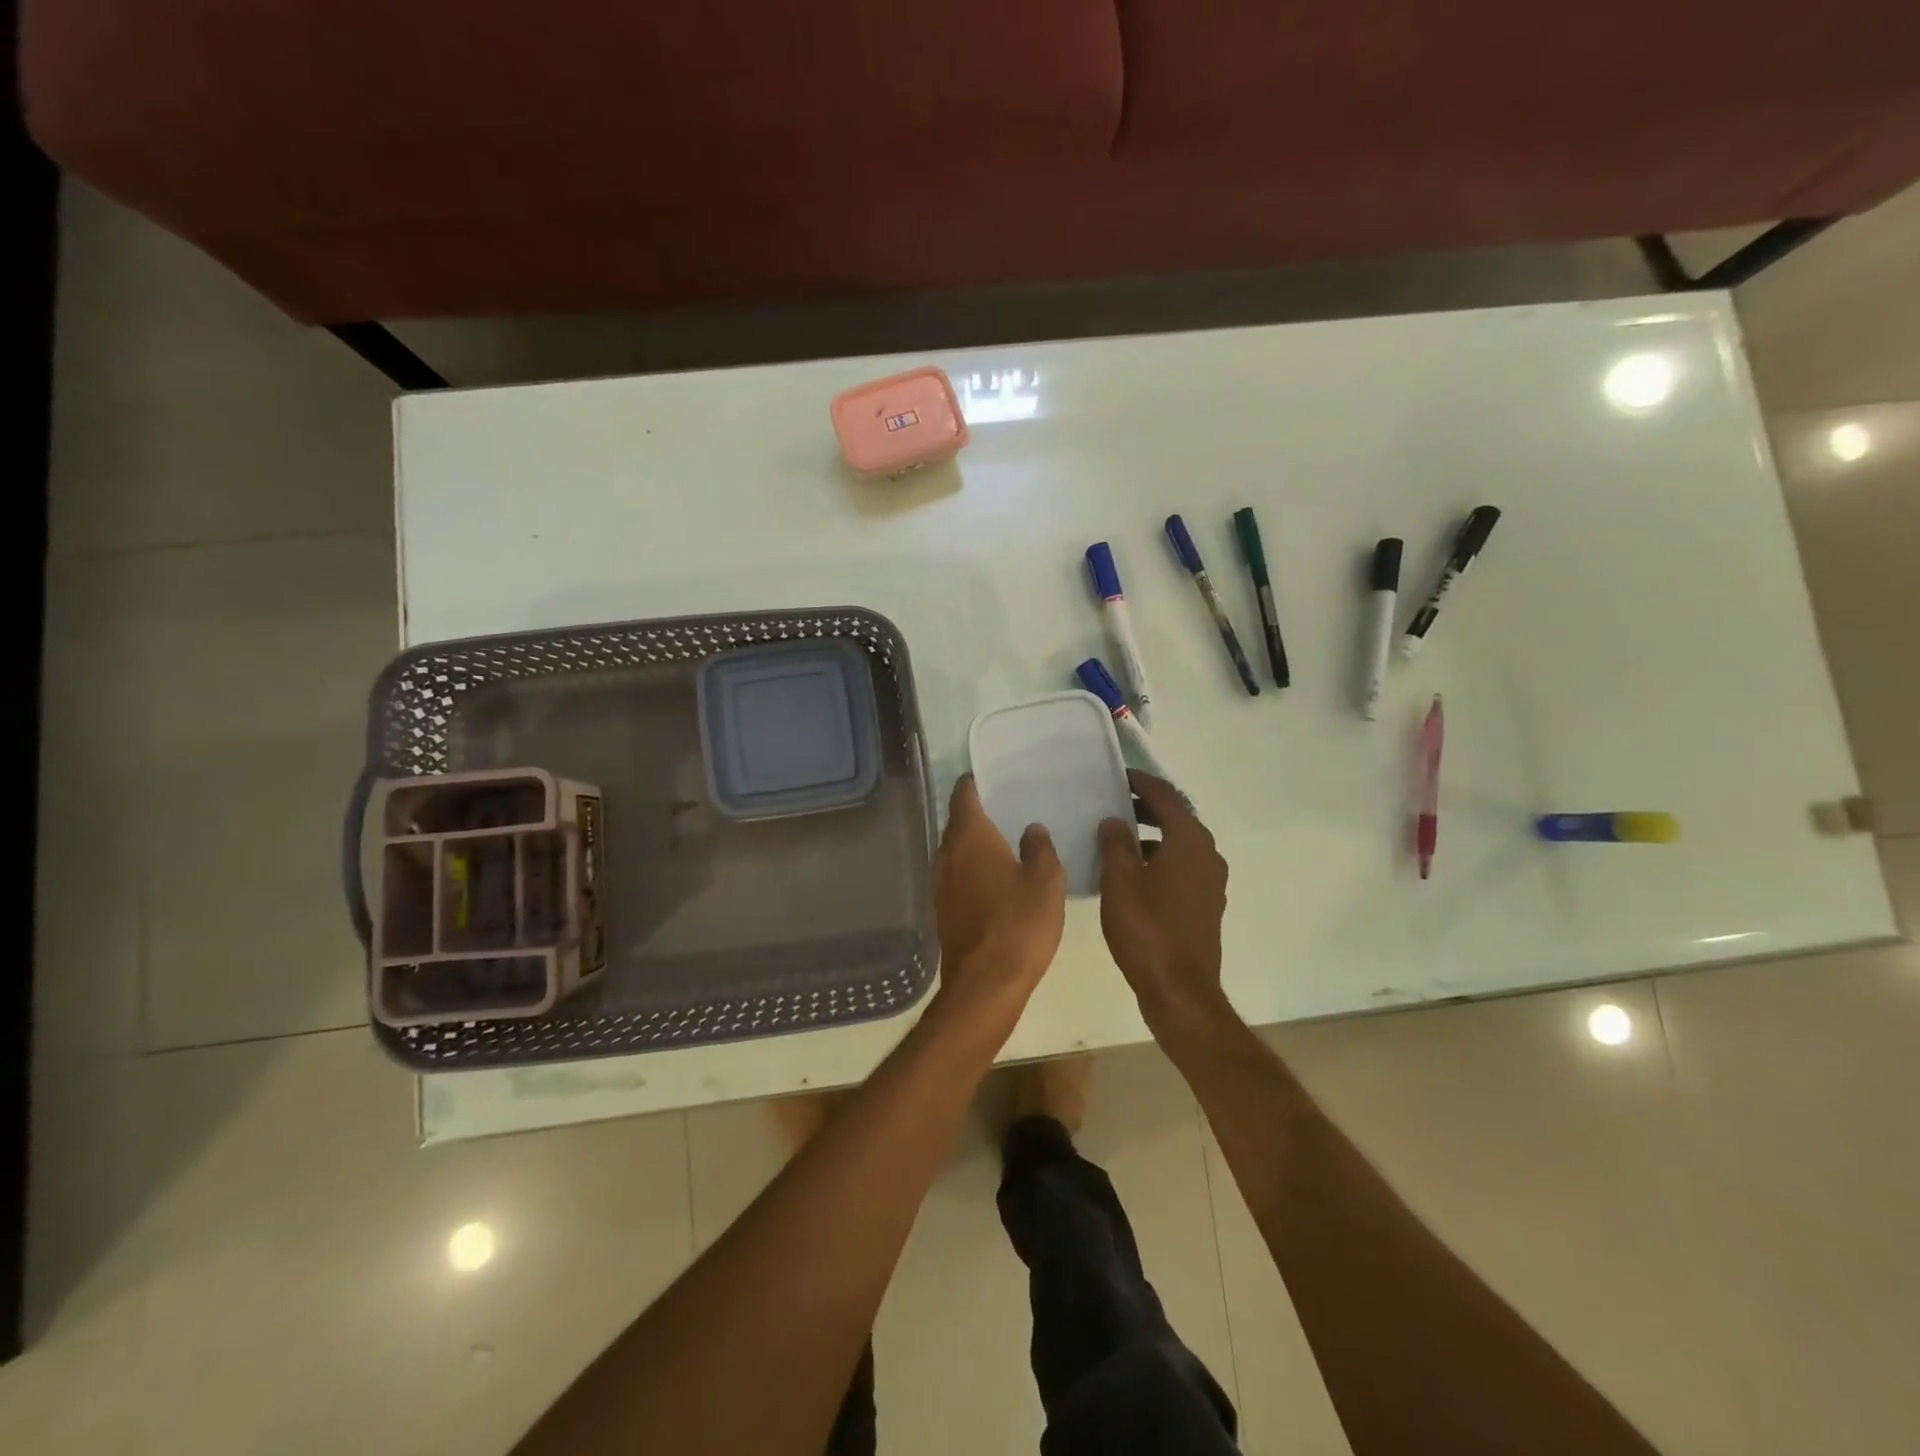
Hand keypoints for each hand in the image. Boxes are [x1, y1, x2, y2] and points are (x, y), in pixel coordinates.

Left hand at [929, 776, 1065, 1039]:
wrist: (985, 983)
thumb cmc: (1020, 923)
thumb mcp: (1047, 881)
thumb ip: (1040, 848)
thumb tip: (1032, 829)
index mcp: (970, 837)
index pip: (964, 795)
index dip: (974, 783)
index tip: (990, 777)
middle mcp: (947, 854)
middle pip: (957, 823)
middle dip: (977, 814)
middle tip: (1006, 808)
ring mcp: (940, 883)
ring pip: (955, 851)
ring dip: (974, 845)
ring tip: (1004, 842)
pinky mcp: (942, 909)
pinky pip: (956, 876)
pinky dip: (971, 870)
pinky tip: (994, 879)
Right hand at [1097, 772, 1230, 1033]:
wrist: (1179, 989)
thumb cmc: (1146, 929)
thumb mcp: (1120, 880)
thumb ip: (1115, 843)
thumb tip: (1115, 820)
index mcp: (1189, 842)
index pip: (1166, 797)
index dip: (1142, 783)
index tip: (1119, 775)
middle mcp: (1208, 855)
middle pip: (1178, 818)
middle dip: (1146, 808)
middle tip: (1114, 802)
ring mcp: (1211, 882)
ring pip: (1180, 844)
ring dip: (1152, 834)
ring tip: (1118, 837)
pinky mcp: (1206, 904)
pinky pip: (1183, 866)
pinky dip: (1160, 858)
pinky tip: (1134, 873)